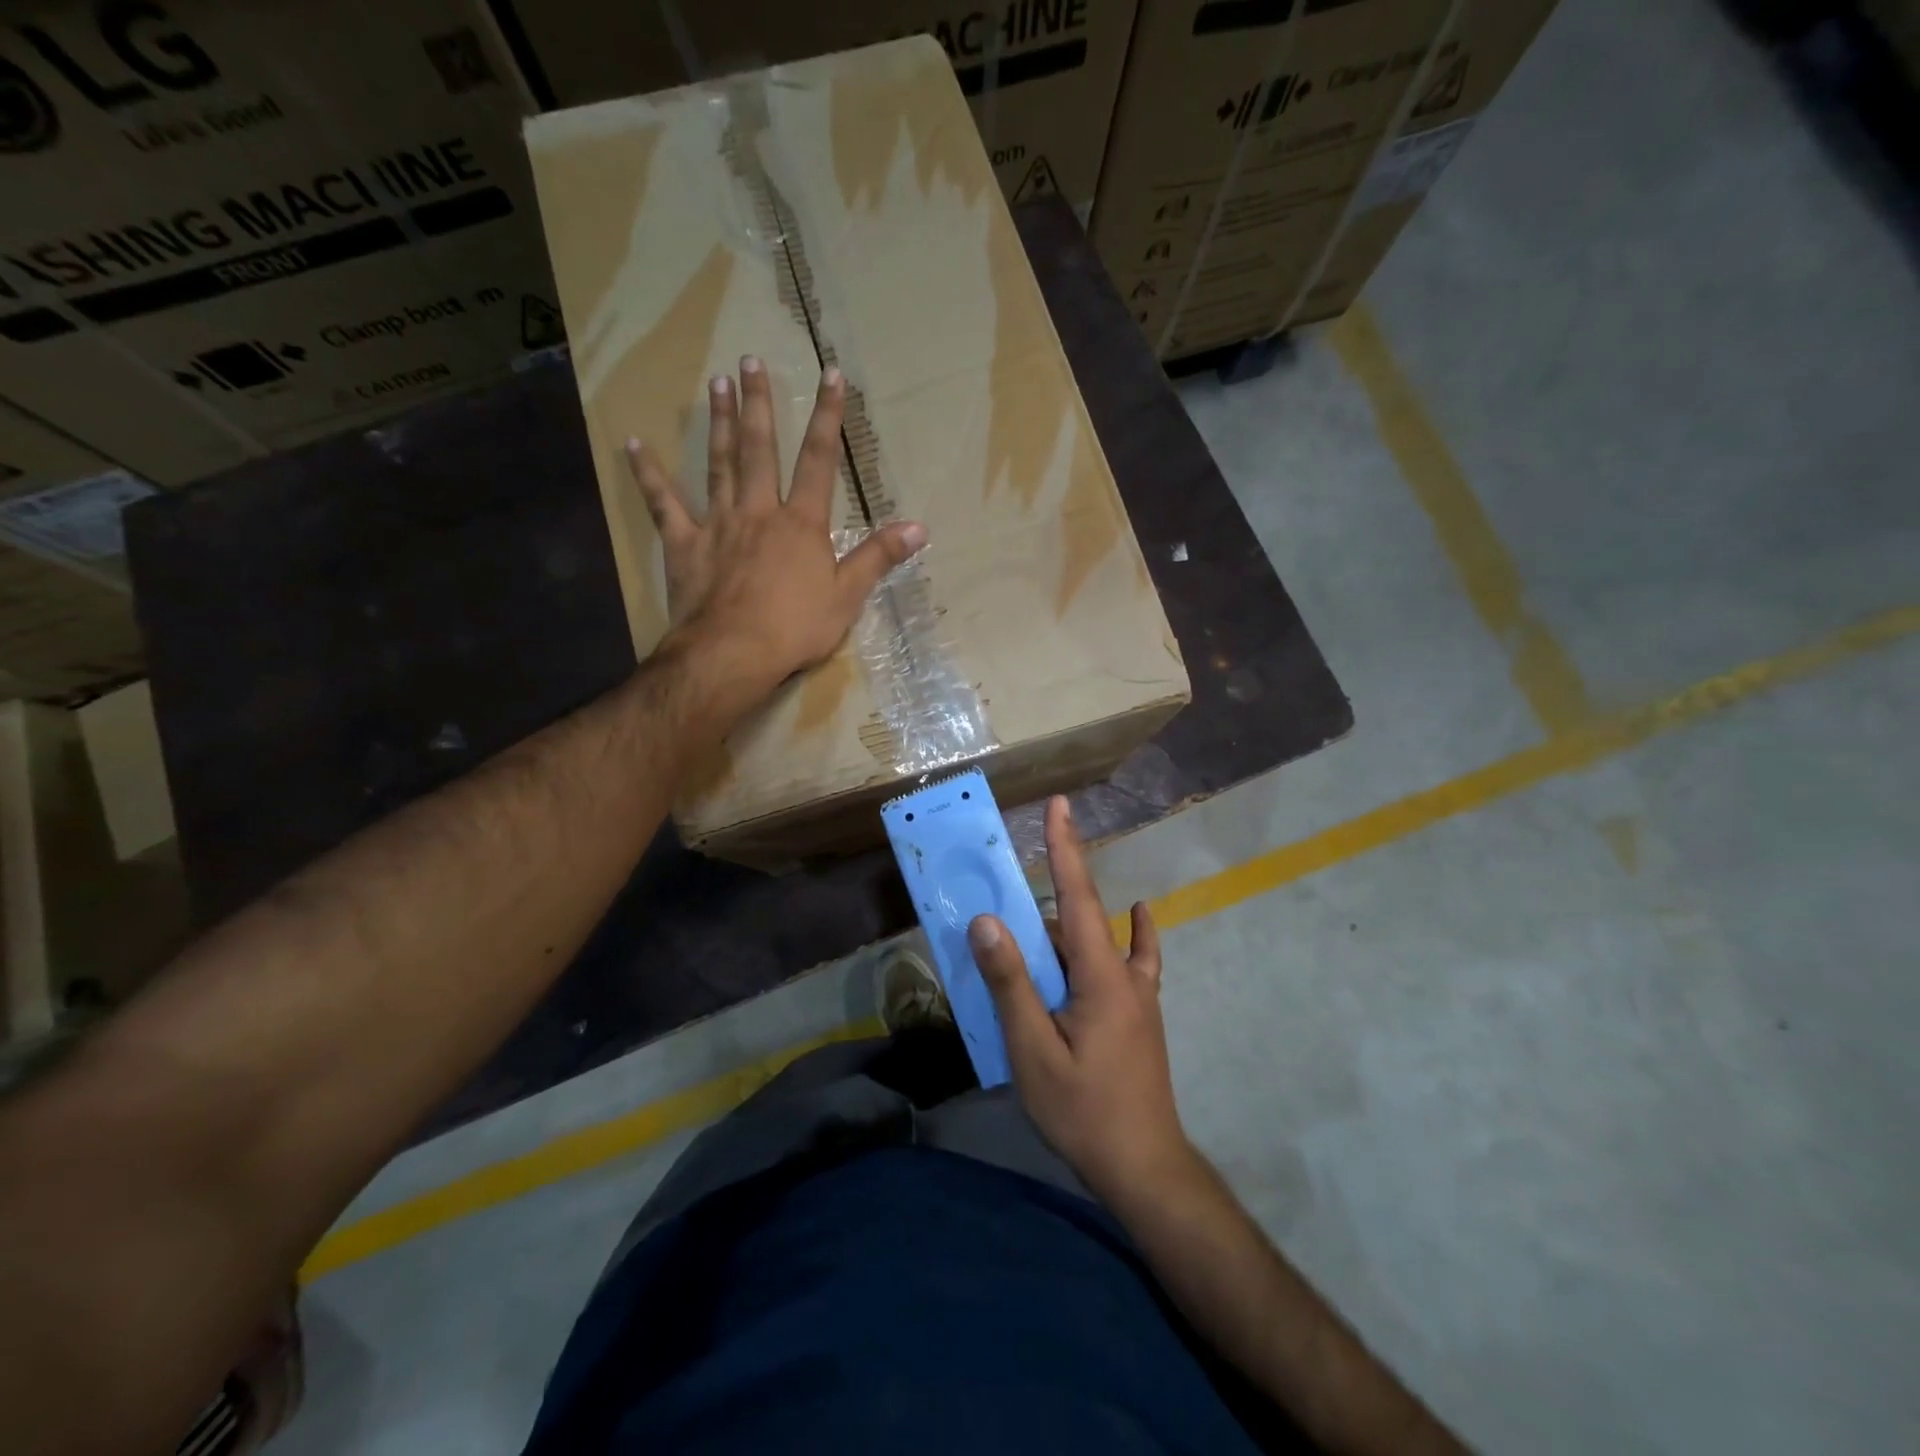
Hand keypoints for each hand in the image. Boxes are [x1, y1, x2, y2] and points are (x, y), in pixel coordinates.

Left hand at [624, 356, 924, 689]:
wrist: (733, 653)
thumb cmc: (795, 628)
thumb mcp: (848, 596)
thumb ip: (878, 557)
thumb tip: (919, 527)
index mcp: (801, 523)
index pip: (820, 461)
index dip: (828, 417)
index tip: (831, 375)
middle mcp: (759, 511)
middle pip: (760, 450)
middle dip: (759, 404)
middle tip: (749, 362)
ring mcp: (718, 524)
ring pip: (719, 464)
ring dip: (719, 423)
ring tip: (716, 384)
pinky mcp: (685, 544)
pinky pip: (664, 503)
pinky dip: (648, 474)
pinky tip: (633, 444)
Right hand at [968, 797, 1194, 1202]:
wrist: (1144, 1169)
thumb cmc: (1084, 1111)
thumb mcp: (1033, 1050)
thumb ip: (1011, 983)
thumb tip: (987, 921)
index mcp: (1101, 976)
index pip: (1078, 895)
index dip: (1066, 847)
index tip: (1061, 805)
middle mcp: (1125, 975)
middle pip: (1082, 918)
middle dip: (1047, 897)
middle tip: (1003, 899)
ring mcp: (1138, 996)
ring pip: (1099, 942)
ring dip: (1066, 927)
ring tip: (1025, 935)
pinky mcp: (1140, 1015)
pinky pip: (1131, 961)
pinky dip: (1127, 936)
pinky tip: (1136, 922)